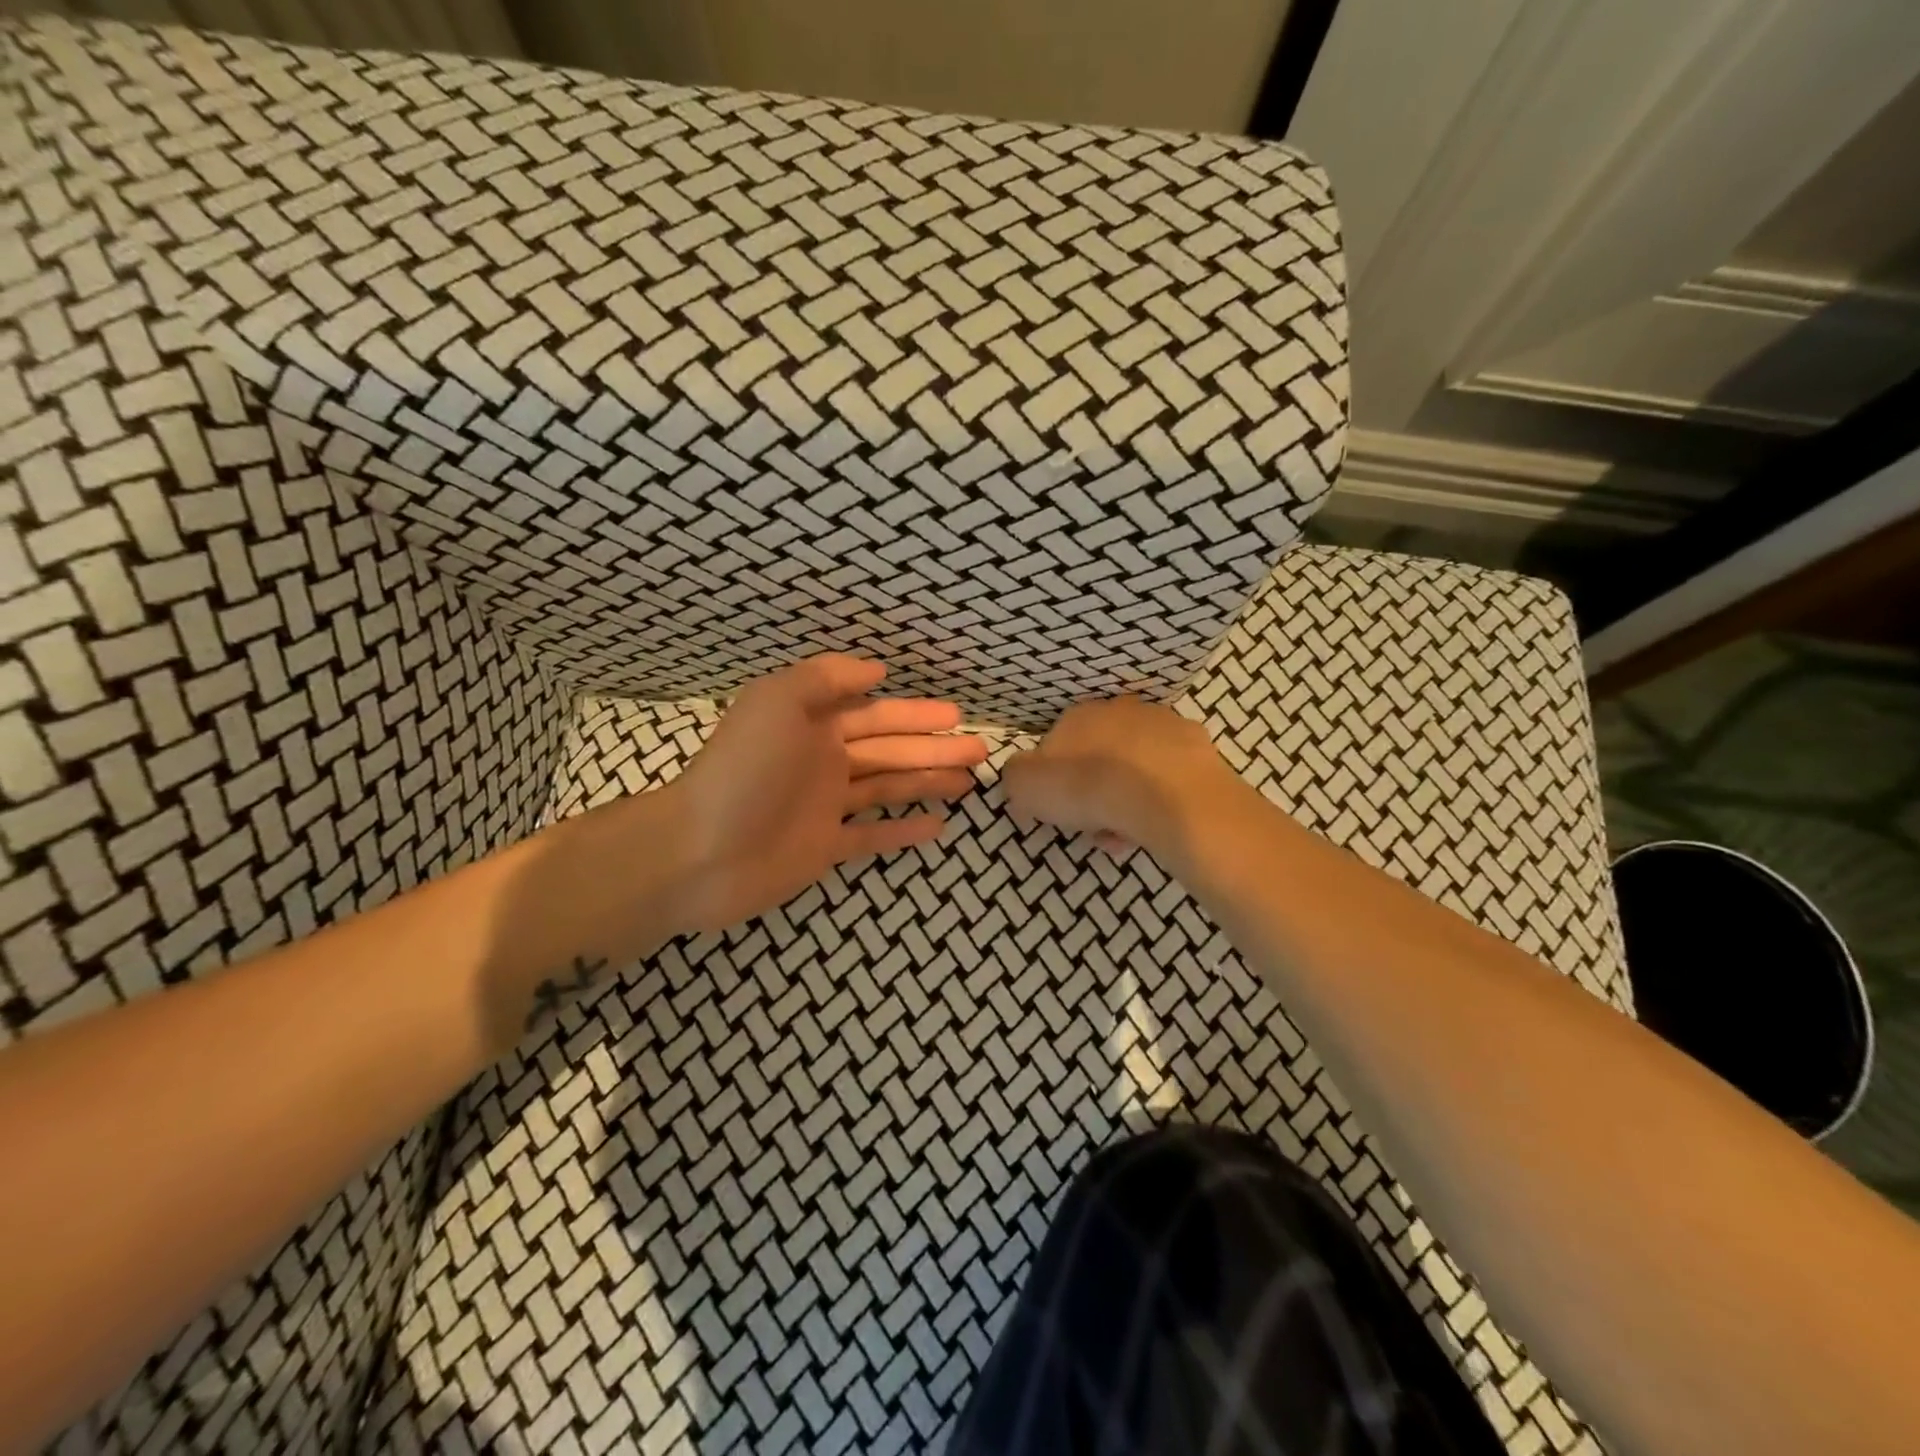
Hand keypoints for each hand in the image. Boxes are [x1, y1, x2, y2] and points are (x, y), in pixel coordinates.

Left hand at [665, 655, 985, 931]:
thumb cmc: (742, 770)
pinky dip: (903, 831)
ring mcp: (825, 807)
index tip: (956, 716)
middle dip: (934, 748)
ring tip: (968, 782)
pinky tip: (937, 827)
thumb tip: (876, 671)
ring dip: (928, 783)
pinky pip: (871, 836)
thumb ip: (824, 679)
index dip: (916, 715)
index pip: (875, 715)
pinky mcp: (824, 848)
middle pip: (890, 751)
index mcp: (813, 726)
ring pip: (887, 789)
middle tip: (979, 750)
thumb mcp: (777, 702)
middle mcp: (823, 762)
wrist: (698, 851)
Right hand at [1000, 698, 1239, 859]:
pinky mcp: (1199, 749)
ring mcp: (1164, 726)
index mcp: (1078, 715)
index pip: (1057, 744)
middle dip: (1093, 792)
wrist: (1167, 796)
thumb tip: (1024, 777)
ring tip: (1124, 836)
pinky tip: (1155, 827)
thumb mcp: (1026, 786)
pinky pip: (1168, 779)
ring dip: (1126, 800)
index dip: (1055, 781)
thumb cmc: (1089, 787)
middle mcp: (1121, 711)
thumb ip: (1017, 777)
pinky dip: (1159, 801)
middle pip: (1098, 756)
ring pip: (1135, 769)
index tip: (1058, 811)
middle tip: (1091, 828)